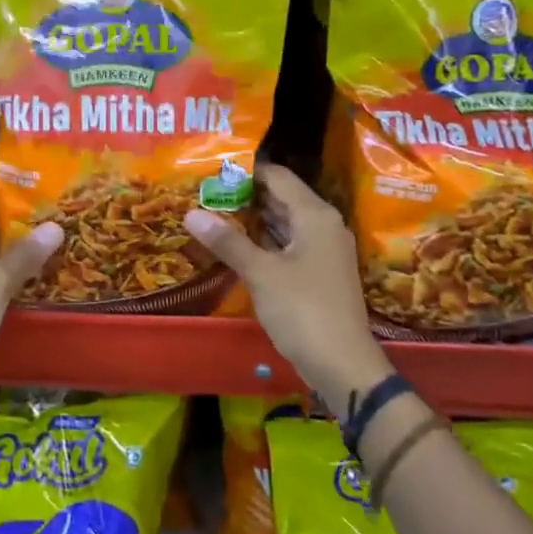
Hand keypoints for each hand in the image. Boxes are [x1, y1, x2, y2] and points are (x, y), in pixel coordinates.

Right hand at [184, 163, 393, 417]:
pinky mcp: (318, 273)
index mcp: (315, 215)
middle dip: (245, 195)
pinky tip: (235, 245)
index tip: (212, 169)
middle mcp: (323, 225)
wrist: (342, 364)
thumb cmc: (303, 310)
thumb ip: (227, 241)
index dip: (246, 171)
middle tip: (205, 191)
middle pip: (281, 197)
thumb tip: (190, 213)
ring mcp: (323, 250)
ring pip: (284, 223)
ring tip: (213, 213)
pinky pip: (288, 245)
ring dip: (252, 219)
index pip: (278, 176)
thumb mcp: (261, 273)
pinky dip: (263, 241)